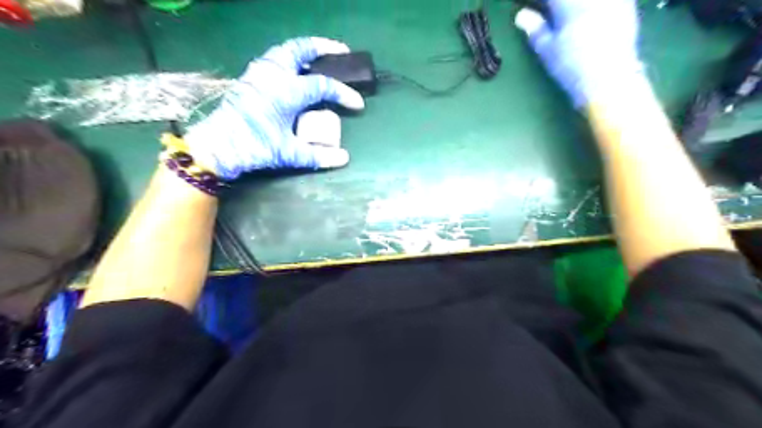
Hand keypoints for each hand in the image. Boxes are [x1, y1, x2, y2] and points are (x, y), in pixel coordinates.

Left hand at [183, 35, 364, 179]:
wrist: (218, 146)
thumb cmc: (255, 147)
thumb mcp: (289, 154)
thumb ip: (318, 155)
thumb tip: (344, 158)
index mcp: (287, 91)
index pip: (324, 86)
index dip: (344, 94)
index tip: (358, 104)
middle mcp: (274, 74)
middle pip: (301, 50)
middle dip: (324, 48)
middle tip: (341, 52)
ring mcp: (259, 73)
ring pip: (285, 50)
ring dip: (305, 51)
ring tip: (319, 58)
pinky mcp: (250, 79)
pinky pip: (274, 59)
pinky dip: (289, 58)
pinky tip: (295, 71)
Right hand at [515, 0, 644, 106]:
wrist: (607, 79)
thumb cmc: (571, 66)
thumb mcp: (547, 50)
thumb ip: (535, 28)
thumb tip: (521, 15)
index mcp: (569, 3)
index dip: (539, 3)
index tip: (532, 8)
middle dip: (556, 4)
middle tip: (549, 11)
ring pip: (586, 0)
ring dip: (573, 5)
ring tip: (566, 14)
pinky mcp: (625, 5)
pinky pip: (606, 1)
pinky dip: (592, 7)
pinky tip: (588, 14)